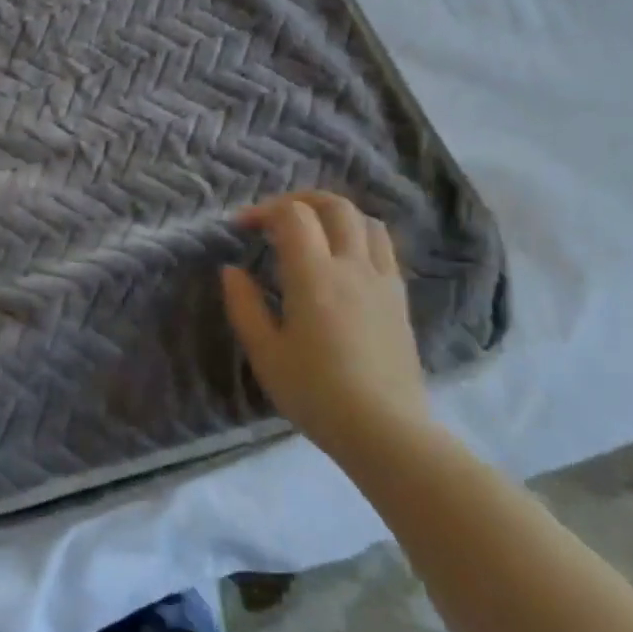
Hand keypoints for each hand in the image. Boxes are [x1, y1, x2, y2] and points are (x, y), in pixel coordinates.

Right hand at [220, 191, 432, 464]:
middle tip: (275, 218)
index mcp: (314, 276)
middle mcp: (352, 266)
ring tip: (312, 231)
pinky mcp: (400, 298)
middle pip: (334, 205)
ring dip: (334, 214)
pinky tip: (343, 258)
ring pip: (366, 220)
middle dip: (300, 200)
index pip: (293, 215)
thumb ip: (244, 306)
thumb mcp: (265, 354)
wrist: (387, 431)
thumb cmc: (316, 394)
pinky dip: (359, 235)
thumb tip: (232, 270)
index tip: (242, 228)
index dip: (263, 210)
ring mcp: (382, 280)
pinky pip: (384, 247)